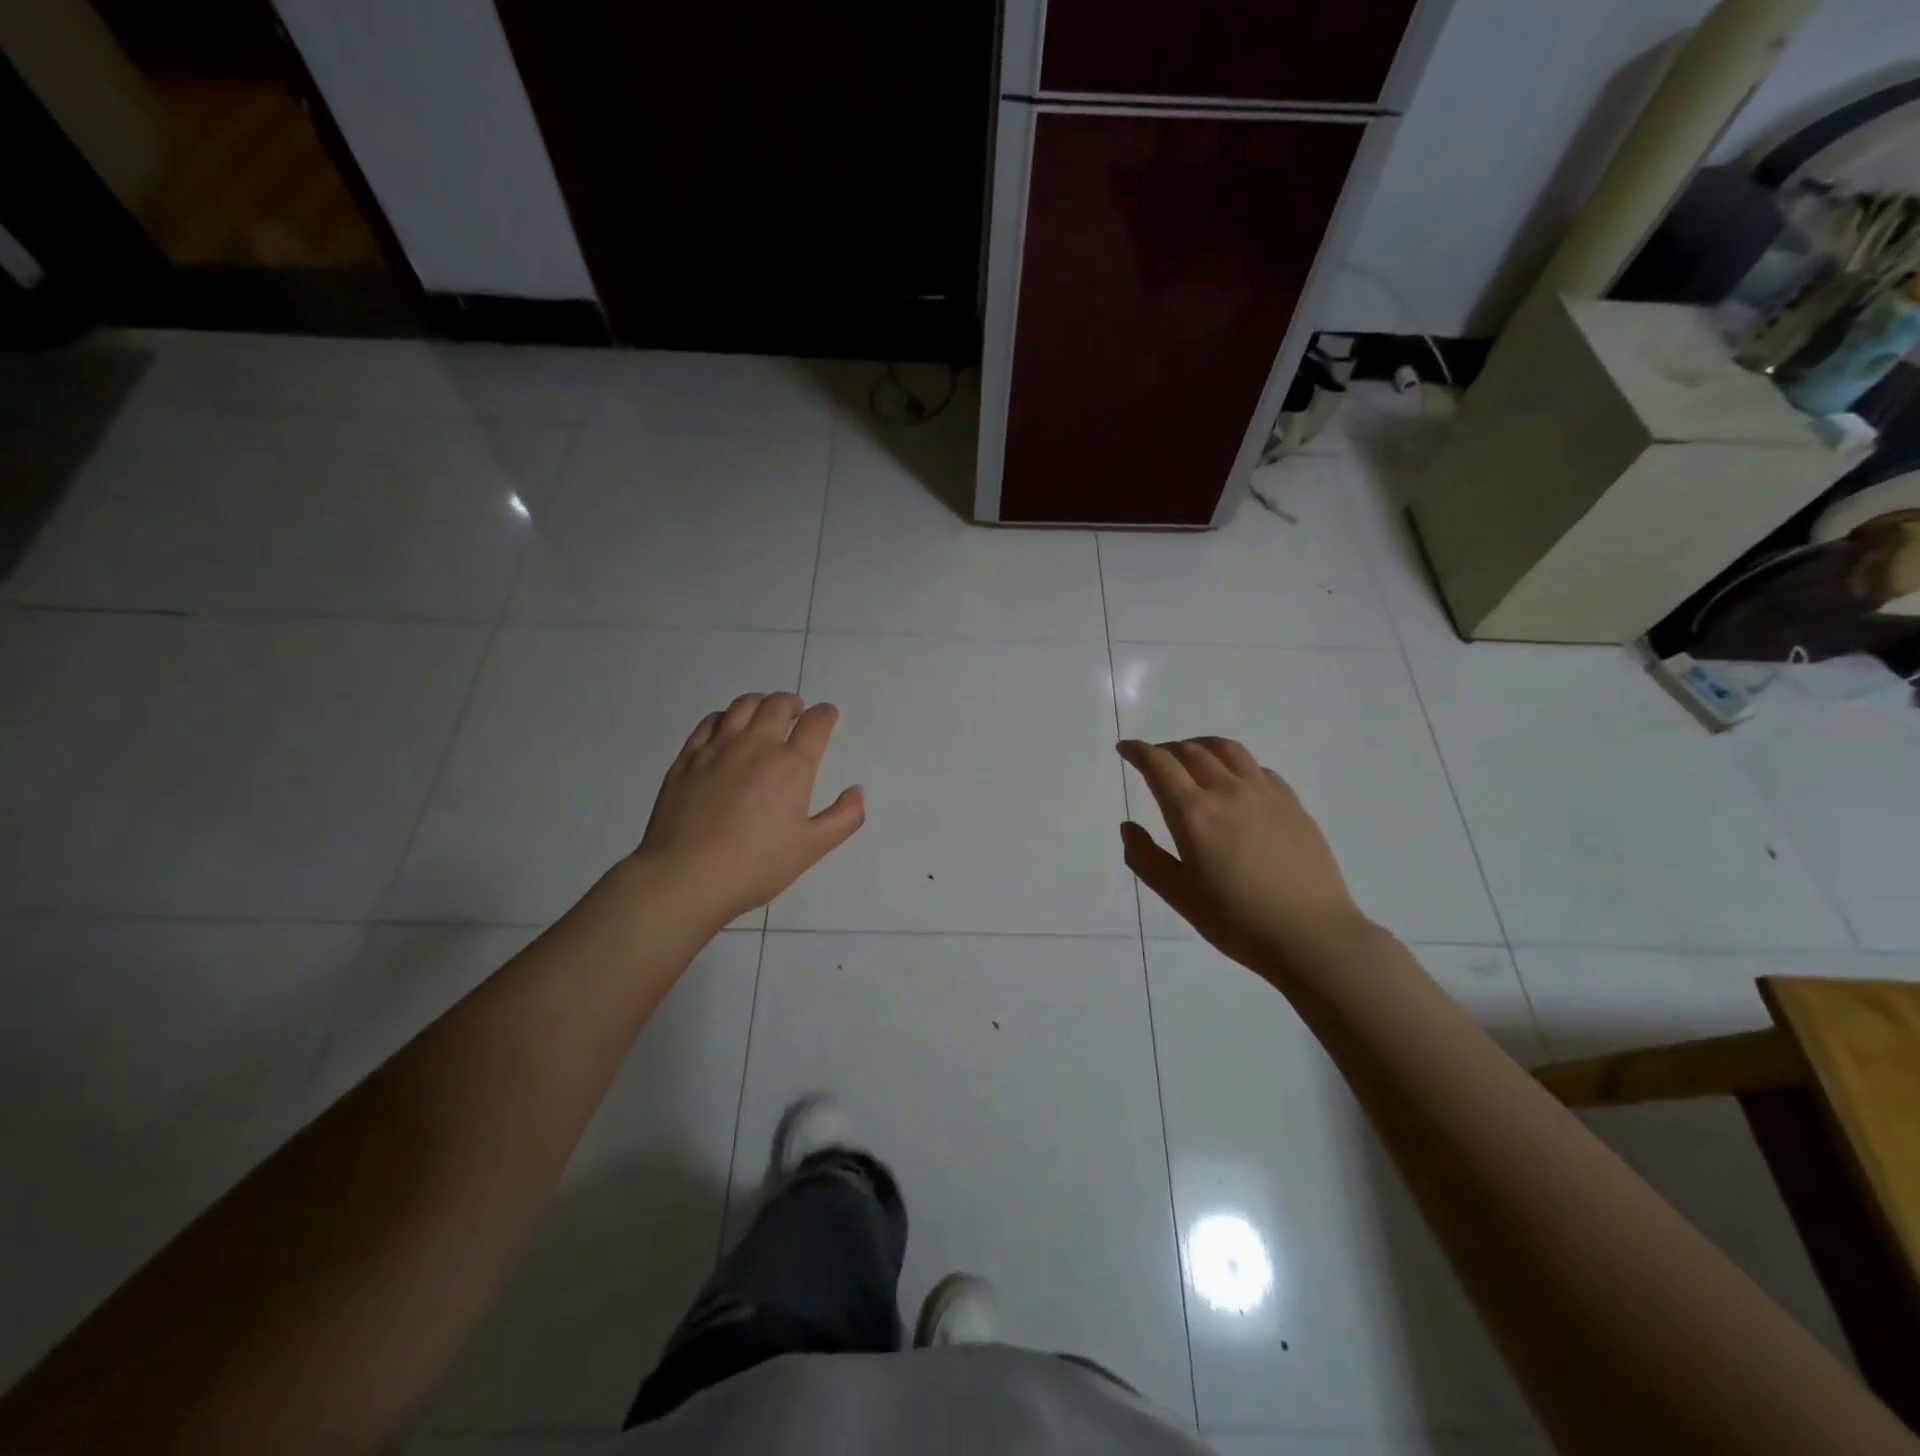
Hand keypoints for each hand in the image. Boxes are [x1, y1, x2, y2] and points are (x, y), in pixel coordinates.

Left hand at [635, 692, 864, 925]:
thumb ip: (844, 817)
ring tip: (764, 714)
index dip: (826, 714)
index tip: (827, 716)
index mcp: (791, 765)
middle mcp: (756, 746)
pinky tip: (727, 729)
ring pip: (742, 706)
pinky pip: (710, 722)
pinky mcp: (688, 758)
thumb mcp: (812, 848)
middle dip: (792, 703)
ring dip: (760, 703)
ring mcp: (717, 748)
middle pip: (777, 705)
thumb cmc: (756, 866)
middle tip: (797, 712)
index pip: (816, 723)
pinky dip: (725, 717)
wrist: (686, 877)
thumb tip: (856, 791)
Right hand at [1119, 737, 1373, 976]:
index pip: (1159, 765)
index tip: (1126, 748)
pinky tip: (1234, 780)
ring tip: (1192, 755)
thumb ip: (1146, 858)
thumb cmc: (1237, 920)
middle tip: (1155, 760)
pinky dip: (1234, 762)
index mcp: (1194, 814)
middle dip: (1166, 749)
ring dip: (1201, 745)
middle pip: (1191, 751)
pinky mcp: (1291, 802)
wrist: (1312, 934)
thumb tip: (1128, 826)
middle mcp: (1226, 791)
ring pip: (1227, 749)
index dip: (1138, 751)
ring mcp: (1263, 793)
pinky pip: (1256, 767)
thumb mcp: (1179, 896)